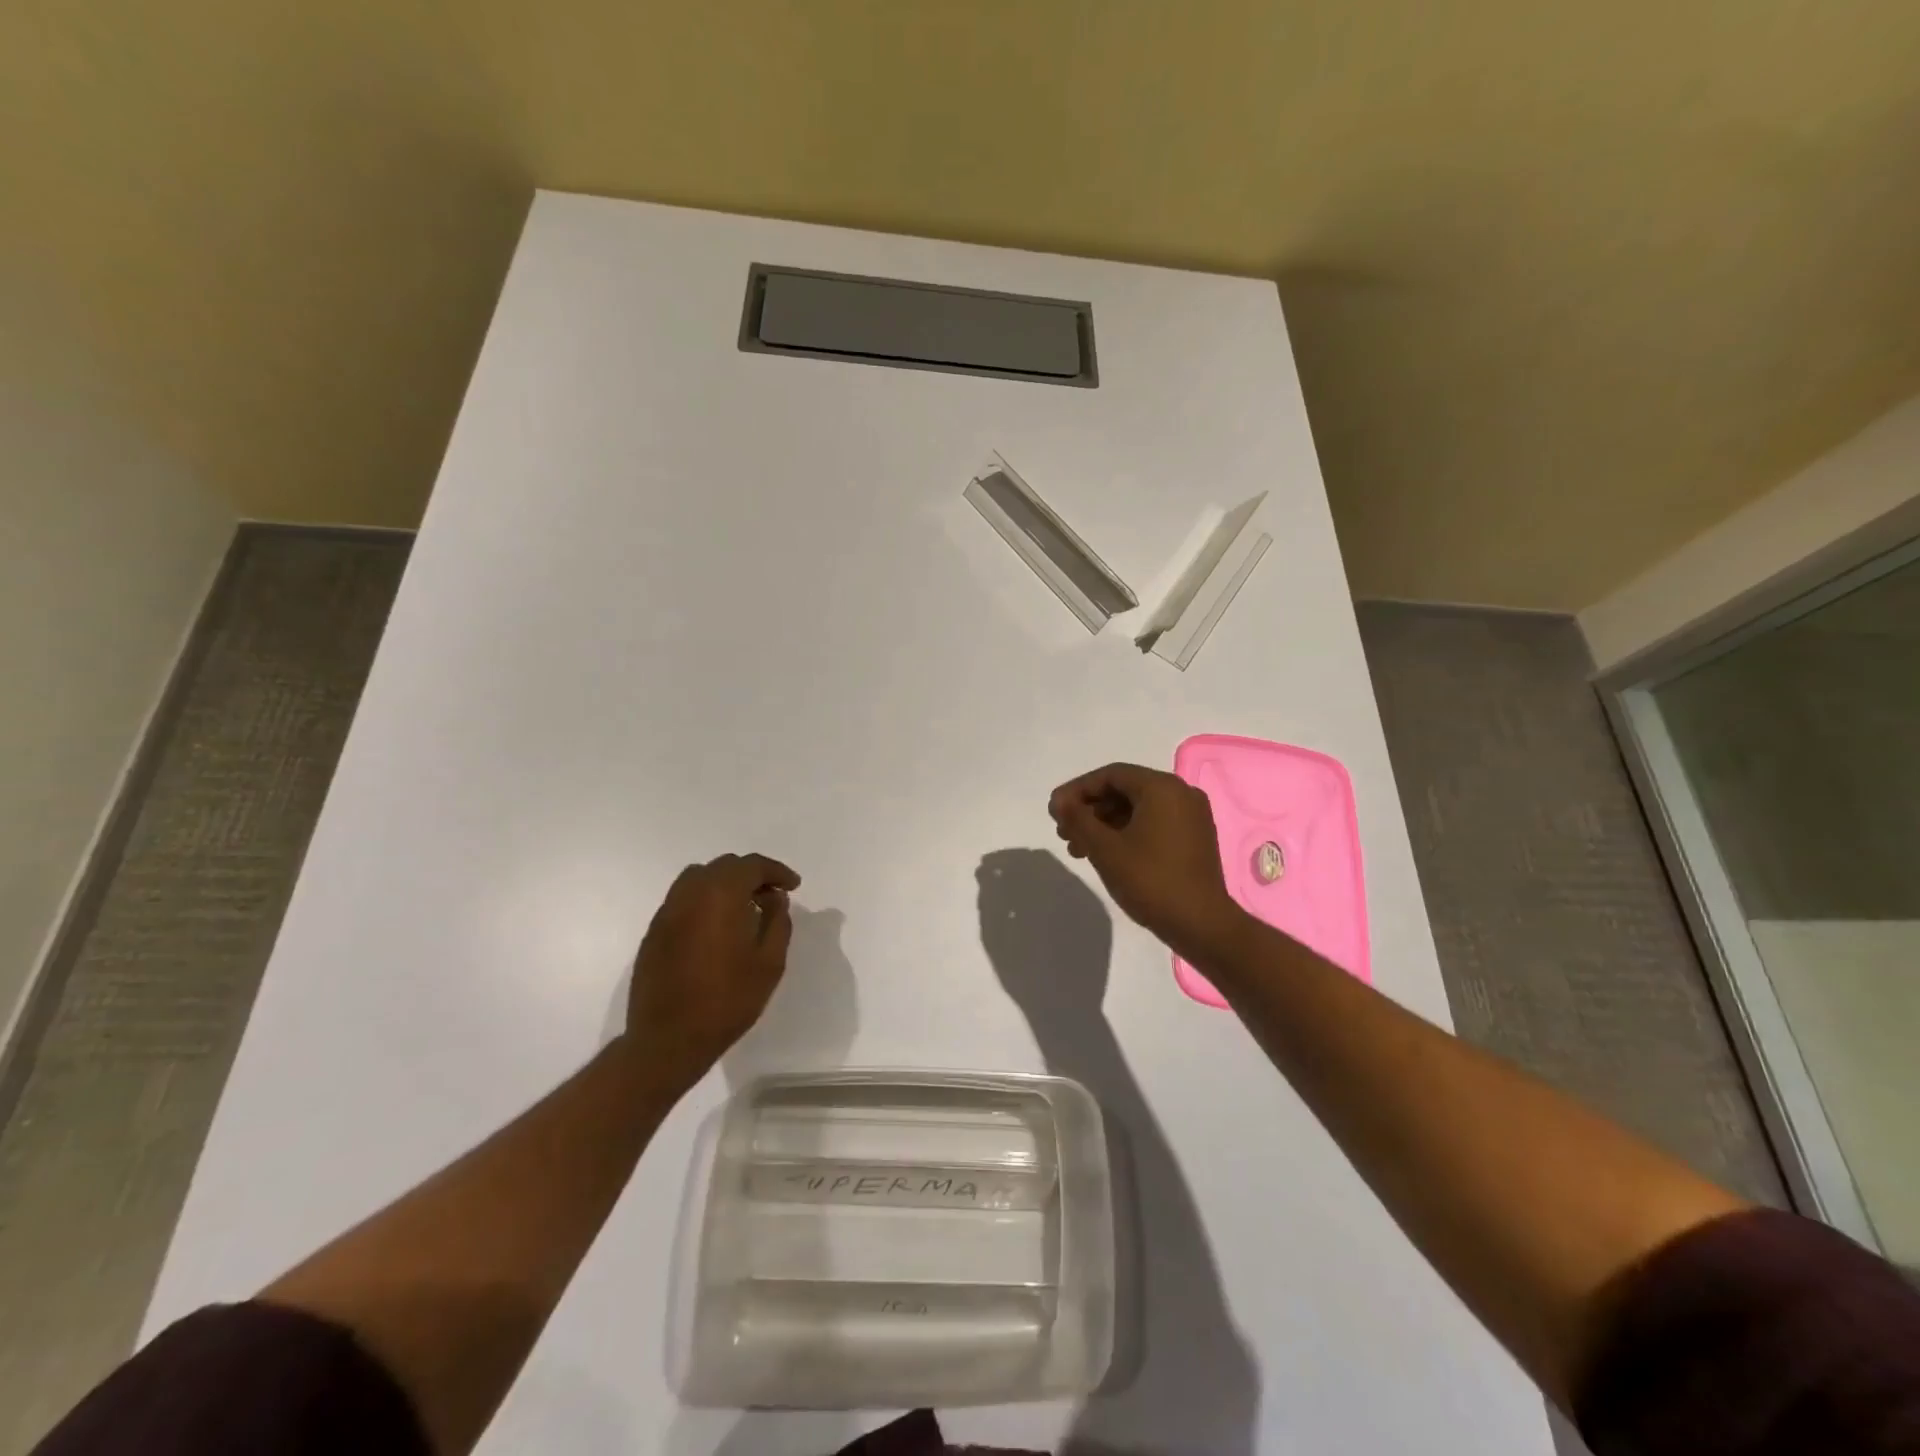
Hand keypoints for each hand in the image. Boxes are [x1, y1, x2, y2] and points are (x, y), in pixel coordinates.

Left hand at [625, 853, 800, 1084]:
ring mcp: (667, 912)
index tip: (793, 886)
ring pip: (699, 878)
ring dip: (725, 884)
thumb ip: (778, 922)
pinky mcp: (654, 932)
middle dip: (751, 875)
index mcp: (721, 896)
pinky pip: (683, 900)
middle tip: (772, 897)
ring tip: (743, 908)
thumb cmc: (727, 1001)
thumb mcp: (769, 963)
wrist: (668, 1040)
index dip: (776, 871)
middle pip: (724, 866)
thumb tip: (775, 899)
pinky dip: (704, 900)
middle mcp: (690, 894)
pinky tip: (717, 927)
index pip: (751, 866)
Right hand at [1048, 763, 1242, 957]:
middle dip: (1090, 809)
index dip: (1077, 790)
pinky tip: (1106, 853)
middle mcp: (1180, 793)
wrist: (1201, 924)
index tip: (1055, 810)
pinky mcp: (1194, 838)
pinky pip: (1153, 823)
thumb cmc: (1150, 880)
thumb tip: (1059, 802)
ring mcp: (1191, 816)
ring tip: (1078, 849)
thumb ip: (1078, 819)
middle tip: (1064, 832)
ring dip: (1105, 824)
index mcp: (1161, 788)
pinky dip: (1127, 832)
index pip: (1110, 775)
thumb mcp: (1105, 848)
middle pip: (1124, 790)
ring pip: (1137, 809)